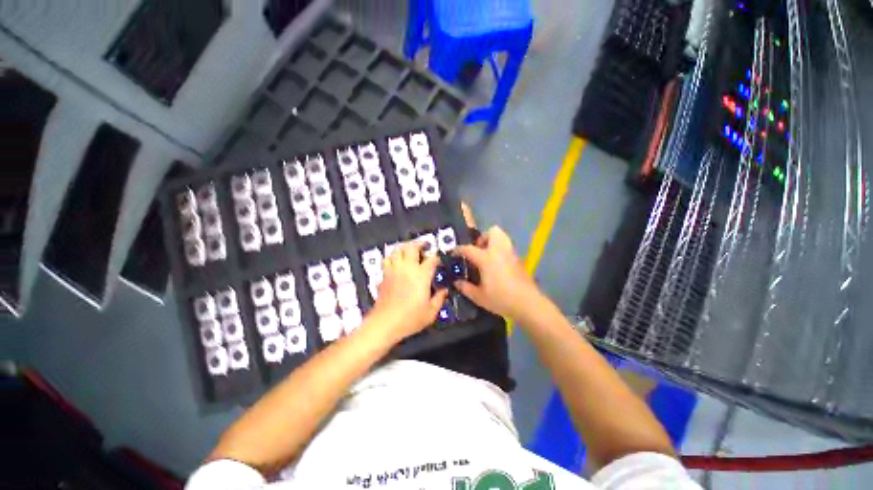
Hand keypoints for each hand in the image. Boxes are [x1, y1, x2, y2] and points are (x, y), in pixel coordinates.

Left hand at [366, 242, 448, 343]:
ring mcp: (393, 270)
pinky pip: (387, 259)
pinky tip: (396, 262)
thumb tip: (444, 290)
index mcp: (421, 275)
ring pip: (397, 250)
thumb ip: (439, 299)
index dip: (436, 257)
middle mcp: (407, 268)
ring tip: (409, 250)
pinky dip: (393, 256)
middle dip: (419, 243)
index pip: (431, 259)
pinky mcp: (384, 275)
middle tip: (424, 245)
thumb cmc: (410, 318)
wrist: (385, 323)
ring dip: (404, 247)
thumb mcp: (430, 312)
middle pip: (411, 247)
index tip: (438, 260)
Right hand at [454, 226, 543, 322]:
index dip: (459, 249)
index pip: (469, 249)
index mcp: (487, 258)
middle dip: (483, 237)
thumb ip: (466, 288)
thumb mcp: (479, 297)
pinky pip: (507, 247)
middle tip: (477, 250)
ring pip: (503, 237)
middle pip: (492, 232)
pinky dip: (500, 251)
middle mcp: (499, 251)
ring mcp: (511, 254)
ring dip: (493, 242)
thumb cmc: (501, 299)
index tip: (453, 252)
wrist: (528, 304)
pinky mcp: (518, 260)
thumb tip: (457, 282)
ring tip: (486, 256)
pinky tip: (497, 265)